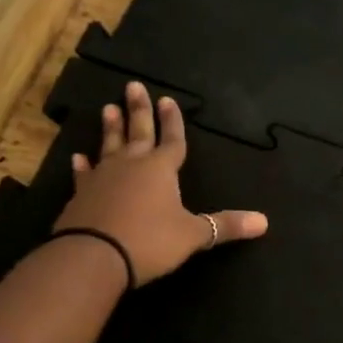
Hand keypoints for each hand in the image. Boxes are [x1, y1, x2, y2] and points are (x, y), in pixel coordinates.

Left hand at [56, 81, 266, 283]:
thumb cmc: (150, 240)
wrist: (93, 256)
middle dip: (139, 110)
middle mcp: (131, 166)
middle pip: (138, 132)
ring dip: (111, 128)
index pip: (172, 140)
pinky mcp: (81, 195)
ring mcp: (103, 178)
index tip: (168, 100)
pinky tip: (78, 156)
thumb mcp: (193, 235)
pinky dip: (83, 165)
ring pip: (109, 146)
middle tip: (133, 86)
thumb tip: (264, 222)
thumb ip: (225, 226)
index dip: (173, 122)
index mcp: (161, 169)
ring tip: (108, 108)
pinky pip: (84, 174)